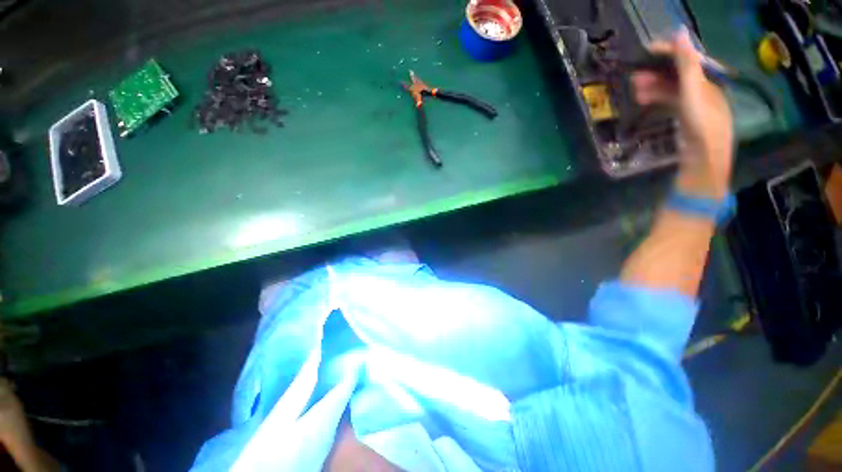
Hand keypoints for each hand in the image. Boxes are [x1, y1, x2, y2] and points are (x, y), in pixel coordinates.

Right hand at [632, 28, 733, 198]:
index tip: (645, 52)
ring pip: (671, 89)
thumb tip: (679, 33)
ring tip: (634, 91)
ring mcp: (694, 104)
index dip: (668, 52)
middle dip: (655, 73)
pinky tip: (645, 101)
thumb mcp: (693, 92)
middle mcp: (703, 89)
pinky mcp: (686, 118)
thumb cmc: (701, 125)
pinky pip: (670, 102)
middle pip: (677, 75)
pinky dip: (657, 99)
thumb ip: (686, 64)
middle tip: (633, 78)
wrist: (704, 160)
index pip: (687, 59)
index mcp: (708, 81)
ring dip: (653, 88)